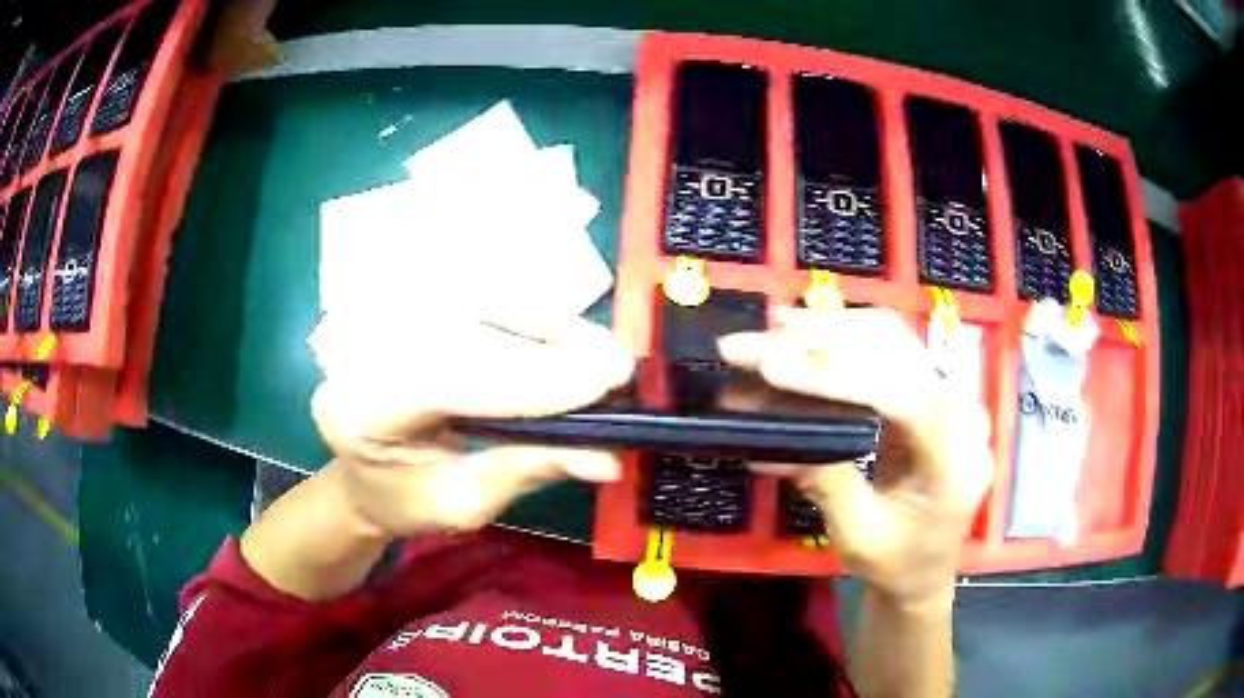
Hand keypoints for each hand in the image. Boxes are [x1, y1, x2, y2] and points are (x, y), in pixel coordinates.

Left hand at [309, 312, 634, 537]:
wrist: (363, 477)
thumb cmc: (407, 503)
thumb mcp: (464, 505)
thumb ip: (527, 470)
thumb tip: (606, 456)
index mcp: (362, 413)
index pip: (448, 382)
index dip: (529, 380)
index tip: (604, 382)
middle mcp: (363, 355)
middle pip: (465, 335)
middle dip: (547, 350)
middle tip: (616, 365)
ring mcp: (382, 325)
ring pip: (474, 309)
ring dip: (544, 327)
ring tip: (600, 351)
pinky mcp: (406, 313)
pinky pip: (474, 307)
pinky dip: (527, 320)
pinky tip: (565, 336)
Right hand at [719, 307, 992, 605]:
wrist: (924, 570)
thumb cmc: (897, 564)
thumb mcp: (858, 536)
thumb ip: (828, 484)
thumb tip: (774, 440)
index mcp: (956, 458)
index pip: (897, 394)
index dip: (833, 375)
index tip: (770, 370)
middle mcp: (961, 412)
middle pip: (891, 352)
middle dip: (815, 344)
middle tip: (747, 348)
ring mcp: (948, 395)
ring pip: (890, 337)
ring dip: (827, 329)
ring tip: (773, 327)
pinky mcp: (929, 391)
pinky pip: (888, 347)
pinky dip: (843, 335)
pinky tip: (807, 328)